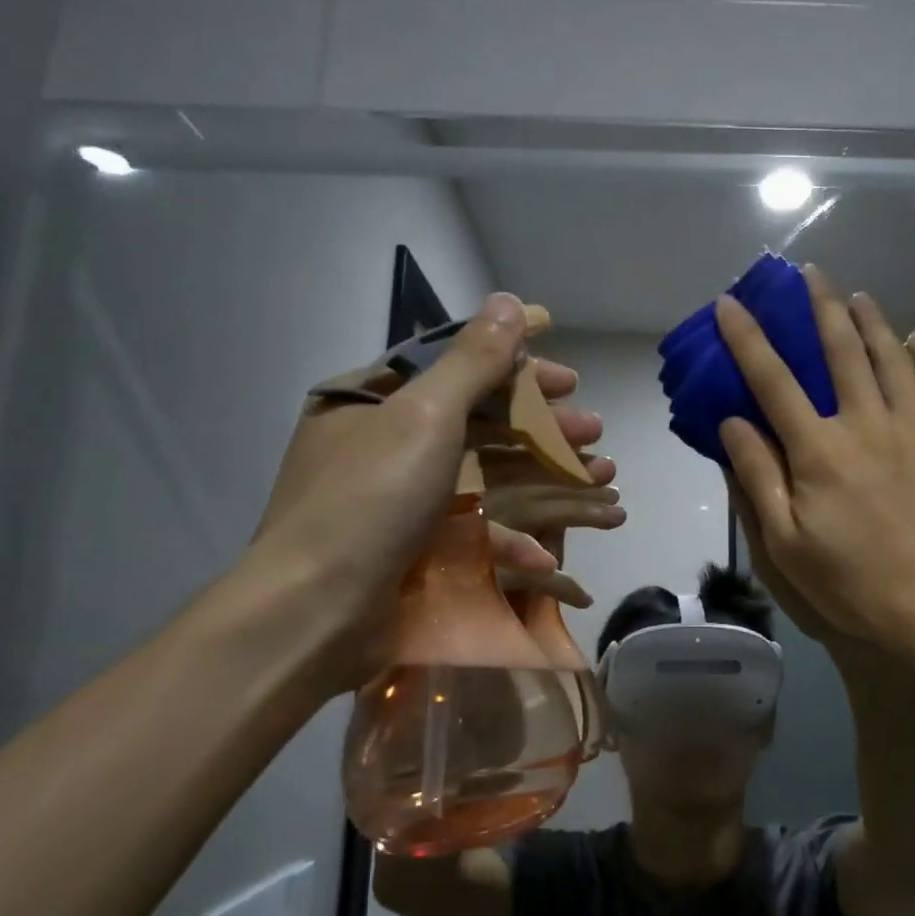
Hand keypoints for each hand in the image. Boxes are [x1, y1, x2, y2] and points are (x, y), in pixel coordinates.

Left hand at [245, 293, 601, 685]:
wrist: (314, 614)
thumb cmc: (369, 500)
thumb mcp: (425, 417)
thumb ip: (473, 361)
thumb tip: (508, 301)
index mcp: (373, 401)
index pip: (456, 367)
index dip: (518, 367)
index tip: (570, 376)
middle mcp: (384, 444)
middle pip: (479, 422)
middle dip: (543, 426)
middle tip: (594, 430)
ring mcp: (400, 501)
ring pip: (486, 476)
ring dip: (545, 477)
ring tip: (600, 478)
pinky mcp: (415, 549)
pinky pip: (470, 530)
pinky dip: (511, 538)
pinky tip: (548, 552)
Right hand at [715, 266, 914, 652]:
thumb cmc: (853, 583)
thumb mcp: (785, 543)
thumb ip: (758, 477)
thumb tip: (733, 421)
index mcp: (819, 450)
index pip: (774, 380)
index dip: (748, 339)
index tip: (732, 303)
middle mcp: (867, 423)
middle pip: (840, 351)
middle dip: (821, 307)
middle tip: (811, 275)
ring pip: (891, 358)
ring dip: (871, 321)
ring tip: (858, 296)